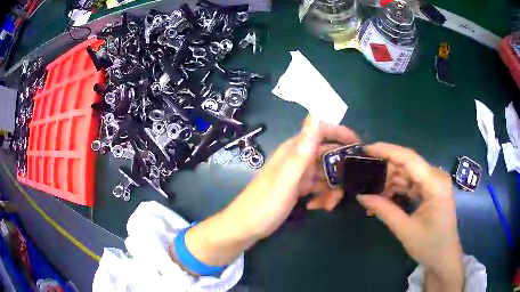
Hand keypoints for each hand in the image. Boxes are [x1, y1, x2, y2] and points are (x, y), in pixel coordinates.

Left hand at [228, 116, 358, 238]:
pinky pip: (318, 187)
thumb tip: (315, 115)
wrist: (245, 228)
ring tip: (329, 206)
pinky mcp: (297, 188)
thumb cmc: (264, 205)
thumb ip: (302, 149)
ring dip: (332, 188)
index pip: (321, 131)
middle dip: (340, 171)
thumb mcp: (286, 179)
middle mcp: (297, 158)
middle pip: (328, 155)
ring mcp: (297, 174)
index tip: (359, 147)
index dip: (341, 134)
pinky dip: (322, 196)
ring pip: (325, 173)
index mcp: (294, 150)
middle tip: (348, 188)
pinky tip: (317, 207)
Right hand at [357, 143, 462, 290]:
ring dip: (390, 182)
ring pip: (408, 173)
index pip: (409, 158)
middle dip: (386, 170)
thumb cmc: (429, 246)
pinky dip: (397, 189)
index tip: (366, 149)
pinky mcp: (432, 190)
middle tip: (364, 178)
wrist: (444, 257)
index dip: (387, 151)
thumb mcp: (405, 230)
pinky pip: (412, 183)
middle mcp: (436, 177)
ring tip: (371, 194)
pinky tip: (384, 199)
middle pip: (407, 164)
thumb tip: (361, 196)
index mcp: (435, 184)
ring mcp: (435, 183)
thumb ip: (384, 210)